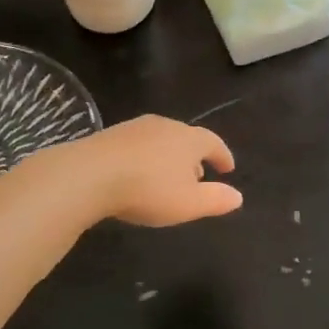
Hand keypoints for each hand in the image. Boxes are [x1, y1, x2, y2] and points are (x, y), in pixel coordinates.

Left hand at [57, 116, 242, 226]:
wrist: (90, 174)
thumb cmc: (148, 189)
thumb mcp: (188, 203)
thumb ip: (216, 199)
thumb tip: (238, 196)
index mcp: (189, 139)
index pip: (213, 142)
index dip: (223, 155)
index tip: (228, 168)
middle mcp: (165, 125)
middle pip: (187, 138)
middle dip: (195, 157)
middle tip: (198, 176)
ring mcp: (135, 127)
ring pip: (161, 140)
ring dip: (169, 157)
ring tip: (168, 177)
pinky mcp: (111, 135)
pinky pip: (138, 145)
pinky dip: (147, 157)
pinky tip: (138, 174)